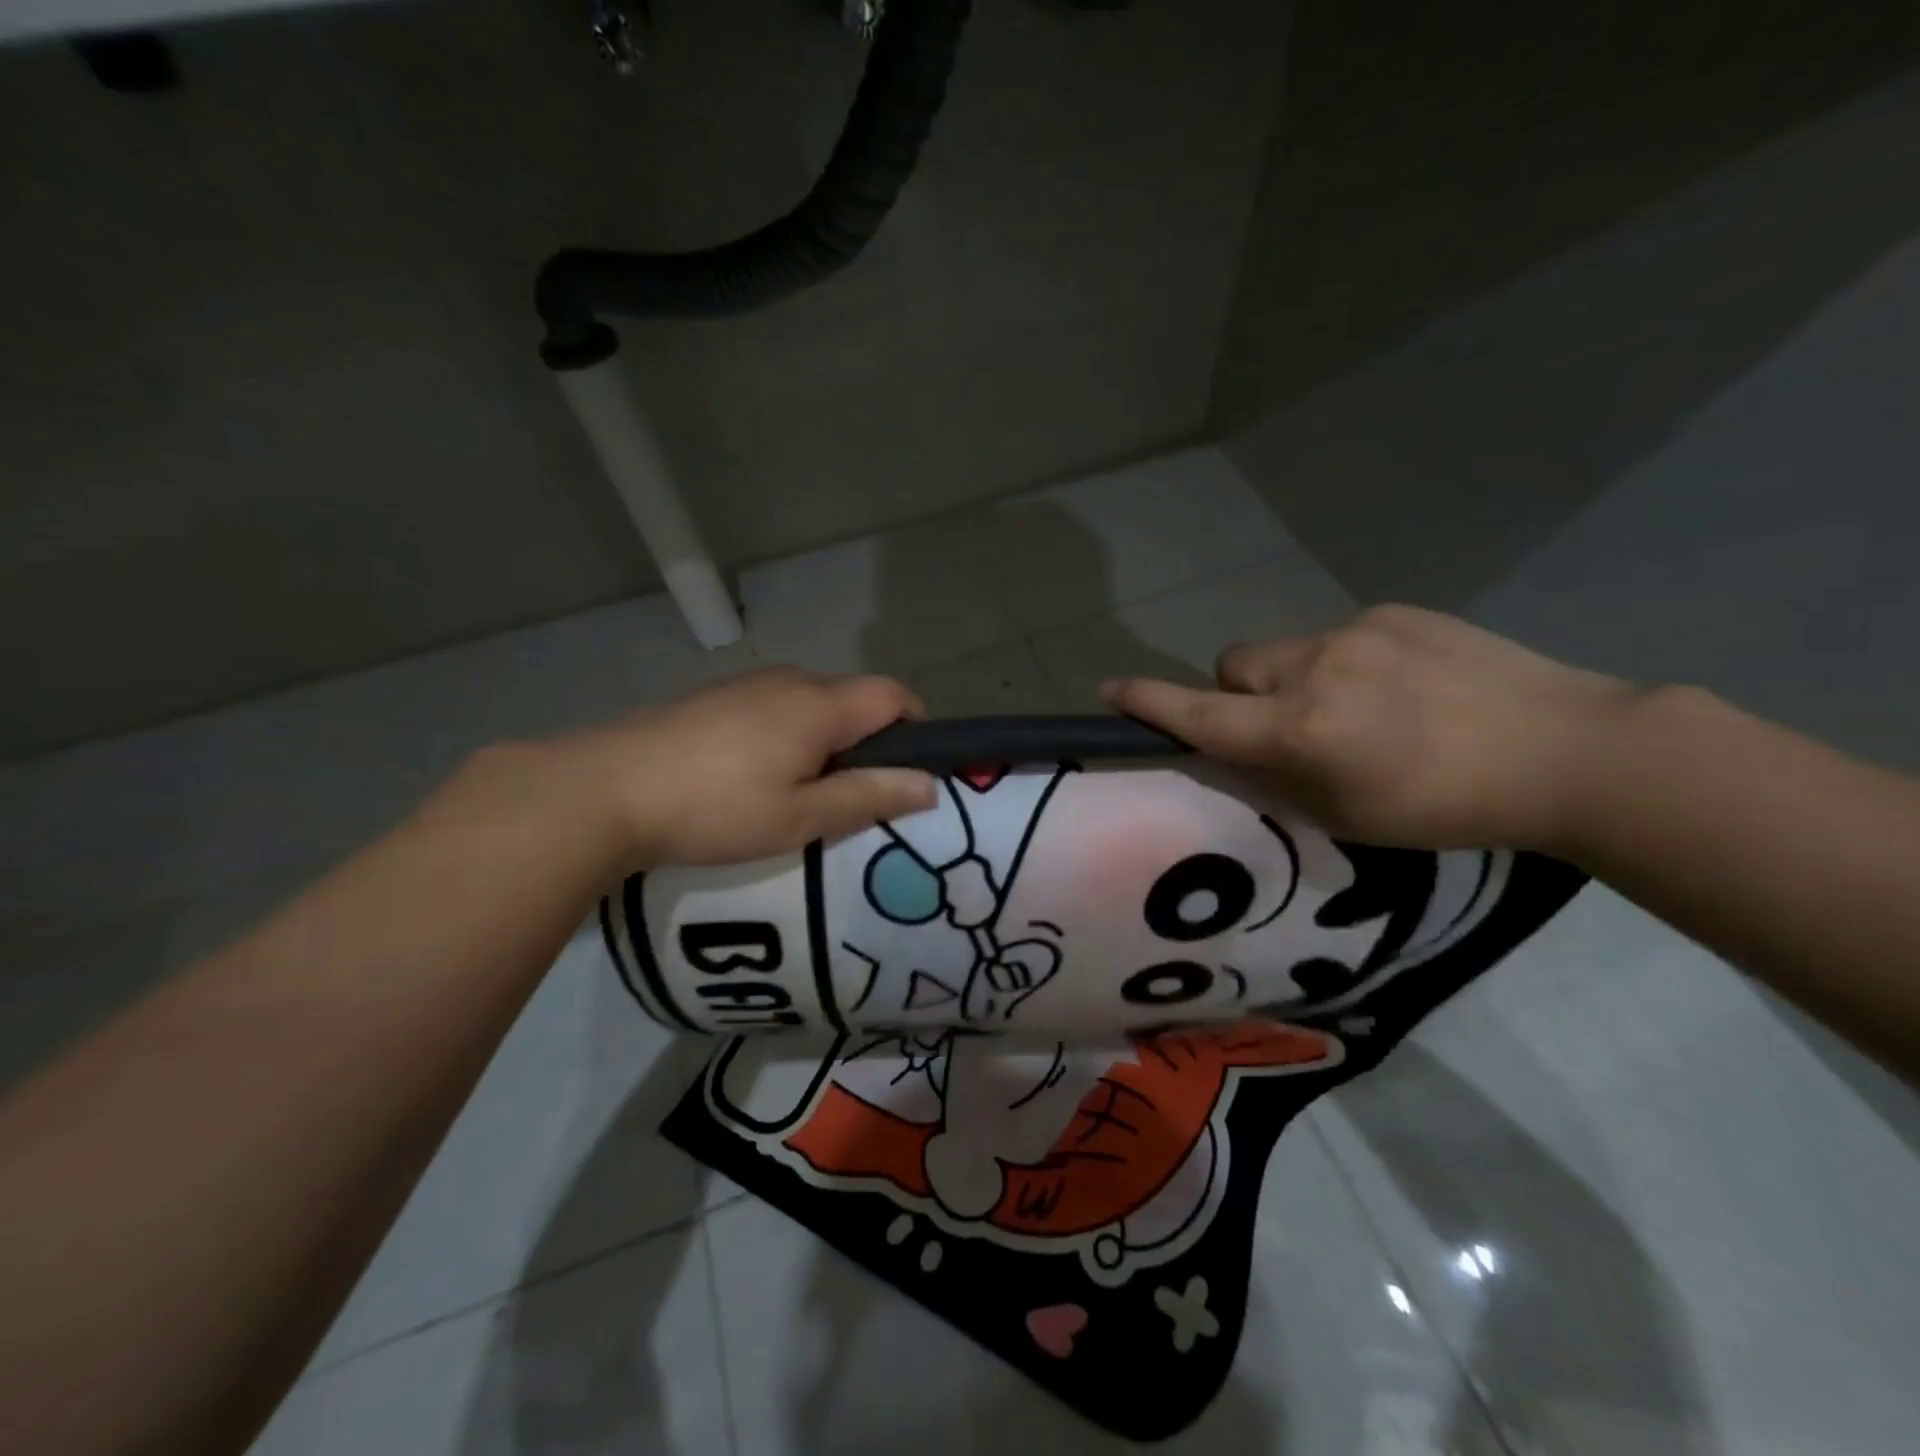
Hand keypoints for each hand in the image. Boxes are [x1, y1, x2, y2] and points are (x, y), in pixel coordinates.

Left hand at [455, 667, 937, 870]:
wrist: (603, 790)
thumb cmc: (715, 808)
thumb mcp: (800, 817)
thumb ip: (869, 796)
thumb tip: (929, 785)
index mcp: (820, 704)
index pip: (894, 694)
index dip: (918, 726)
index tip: (912, 771)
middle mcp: (790, 681)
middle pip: (853, 700)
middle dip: (868, 743)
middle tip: (854, 798)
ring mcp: (747, 685)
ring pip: (812, 706)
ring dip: (825, 742)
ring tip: (801, 795)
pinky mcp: (714, 698)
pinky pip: (775, 710)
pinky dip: (788, 738)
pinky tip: (754, 779)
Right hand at [1102, 605, 1638, 850]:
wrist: (1571, 751)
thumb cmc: (1449, 808)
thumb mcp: (1347, 816)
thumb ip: (1279, 779)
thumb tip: (1242, 750)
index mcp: (1302, 730)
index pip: (1202, 714)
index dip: (1149, 703)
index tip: (1108, 689)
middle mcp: (1316, 670)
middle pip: (1233, 664)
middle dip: (1238, 692)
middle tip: (1287, 724)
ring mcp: (1357, 632)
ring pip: (1283, 650)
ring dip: (1294, 678)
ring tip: (1362, 708)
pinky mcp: (1395, 612)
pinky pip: (1339, 635)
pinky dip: (1346, 662)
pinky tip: (1404, 687)